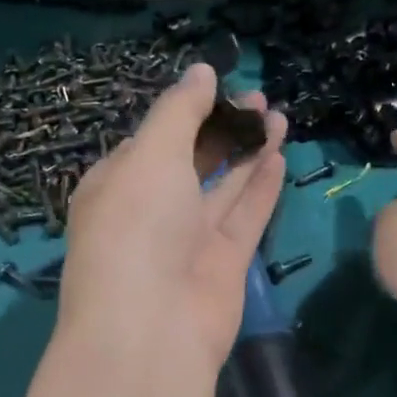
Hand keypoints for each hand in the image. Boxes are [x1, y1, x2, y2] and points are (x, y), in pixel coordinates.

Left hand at [58, 64, 287, 376]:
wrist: (151, 326)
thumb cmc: (137, 226)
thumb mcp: (150, 154)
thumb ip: (179, 111)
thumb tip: (202, 70)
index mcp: (117, 184)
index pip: (153, 139)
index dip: (186, 111)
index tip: (221, 85)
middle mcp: (151, 211)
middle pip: (192, 160)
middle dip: (223, 128)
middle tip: (260, 99)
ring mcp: (188, 240)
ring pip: (223, 187)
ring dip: (248, 151)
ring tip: (278, 116)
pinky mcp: (223, 264)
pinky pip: (244, 216)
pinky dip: (260, 187)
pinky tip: (278, 156)